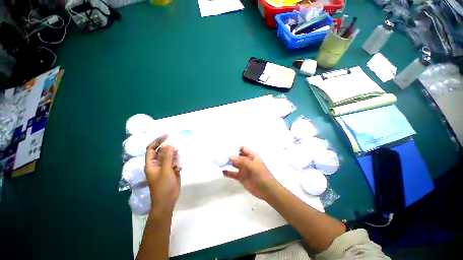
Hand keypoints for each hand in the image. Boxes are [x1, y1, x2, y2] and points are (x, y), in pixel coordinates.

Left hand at [145, 135, 180, 213]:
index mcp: (151, 164)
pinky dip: (178, 161)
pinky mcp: (171, 171)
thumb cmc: (163, 186)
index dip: (158, 141)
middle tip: (177, 146)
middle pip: (161, 151)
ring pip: (169, 156)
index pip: (151, 148)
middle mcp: (157, 164)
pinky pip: (174, 162)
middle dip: (169, 148)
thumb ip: (167, 157)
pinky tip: (179, 166)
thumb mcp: (165, 170)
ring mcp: (165, 168)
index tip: (167, 136)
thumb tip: (169, 145)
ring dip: (174, 155)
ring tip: (179, 157)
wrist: (167, 201)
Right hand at [223, 147, 278, 200]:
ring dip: (228, 163)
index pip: (242, 148)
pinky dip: (228, 172)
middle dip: (229, 155)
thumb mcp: (253, 166)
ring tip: (219, 161)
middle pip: (237, 156)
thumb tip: (230, 157)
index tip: (225, 147)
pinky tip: (223, 172)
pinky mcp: (241, 177)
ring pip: (234, 164)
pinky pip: (233, 173)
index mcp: (251, 156)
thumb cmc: (262, 175)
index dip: (235, 147)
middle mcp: (246, 161)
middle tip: (220, 154)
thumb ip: (242, 161)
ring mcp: (244, 169)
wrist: (267, 191)